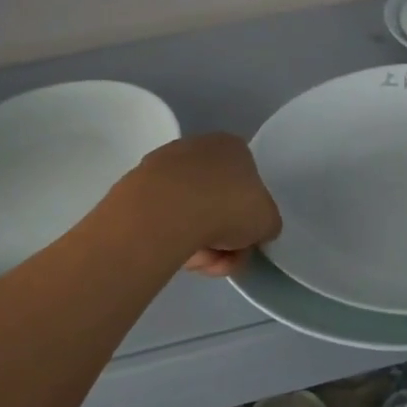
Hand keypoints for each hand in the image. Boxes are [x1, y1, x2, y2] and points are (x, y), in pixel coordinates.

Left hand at [123, 133, 281, 275]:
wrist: (168, 210)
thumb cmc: (228, 207)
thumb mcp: (267, 221)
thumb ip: (266, 223)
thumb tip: (255, 230)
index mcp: (233, 147)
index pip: (247, 184)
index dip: (248, 218)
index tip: (243, 240)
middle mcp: (198, 147)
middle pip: (217, 202)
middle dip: (222, 236)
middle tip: (222, 257)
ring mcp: (165, 163)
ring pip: (190, 213)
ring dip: (198, 243)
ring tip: (196, 260)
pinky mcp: (139, 184)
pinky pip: (164, 216)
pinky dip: (171, 236)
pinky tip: (172, 251)